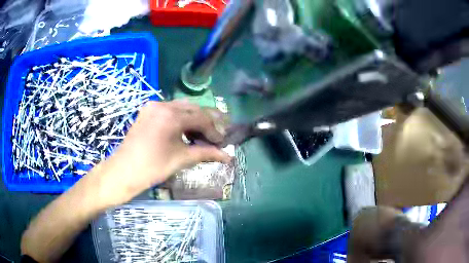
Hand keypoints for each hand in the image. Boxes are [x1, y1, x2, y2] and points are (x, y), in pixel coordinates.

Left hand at [91, 101, 230, 206]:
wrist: (124, 171)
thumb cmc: (152, 167)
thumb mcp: (181, 159)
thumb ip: (206, 153)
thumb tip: (228, 156)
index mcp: (171, 116)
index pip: (201, 118)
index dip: (214, 130)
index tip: (221, 142)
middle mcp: (163, 104)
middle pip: (193, 108)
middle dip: (207, 121)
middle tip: (217, 133)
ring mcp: (153, 106)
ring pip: (182, 107)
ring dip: (195, 118)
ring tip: (203, 132)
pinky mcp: (147, 110)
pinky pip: (170, 109)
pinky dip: (181, 117)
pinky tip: (186, 129)